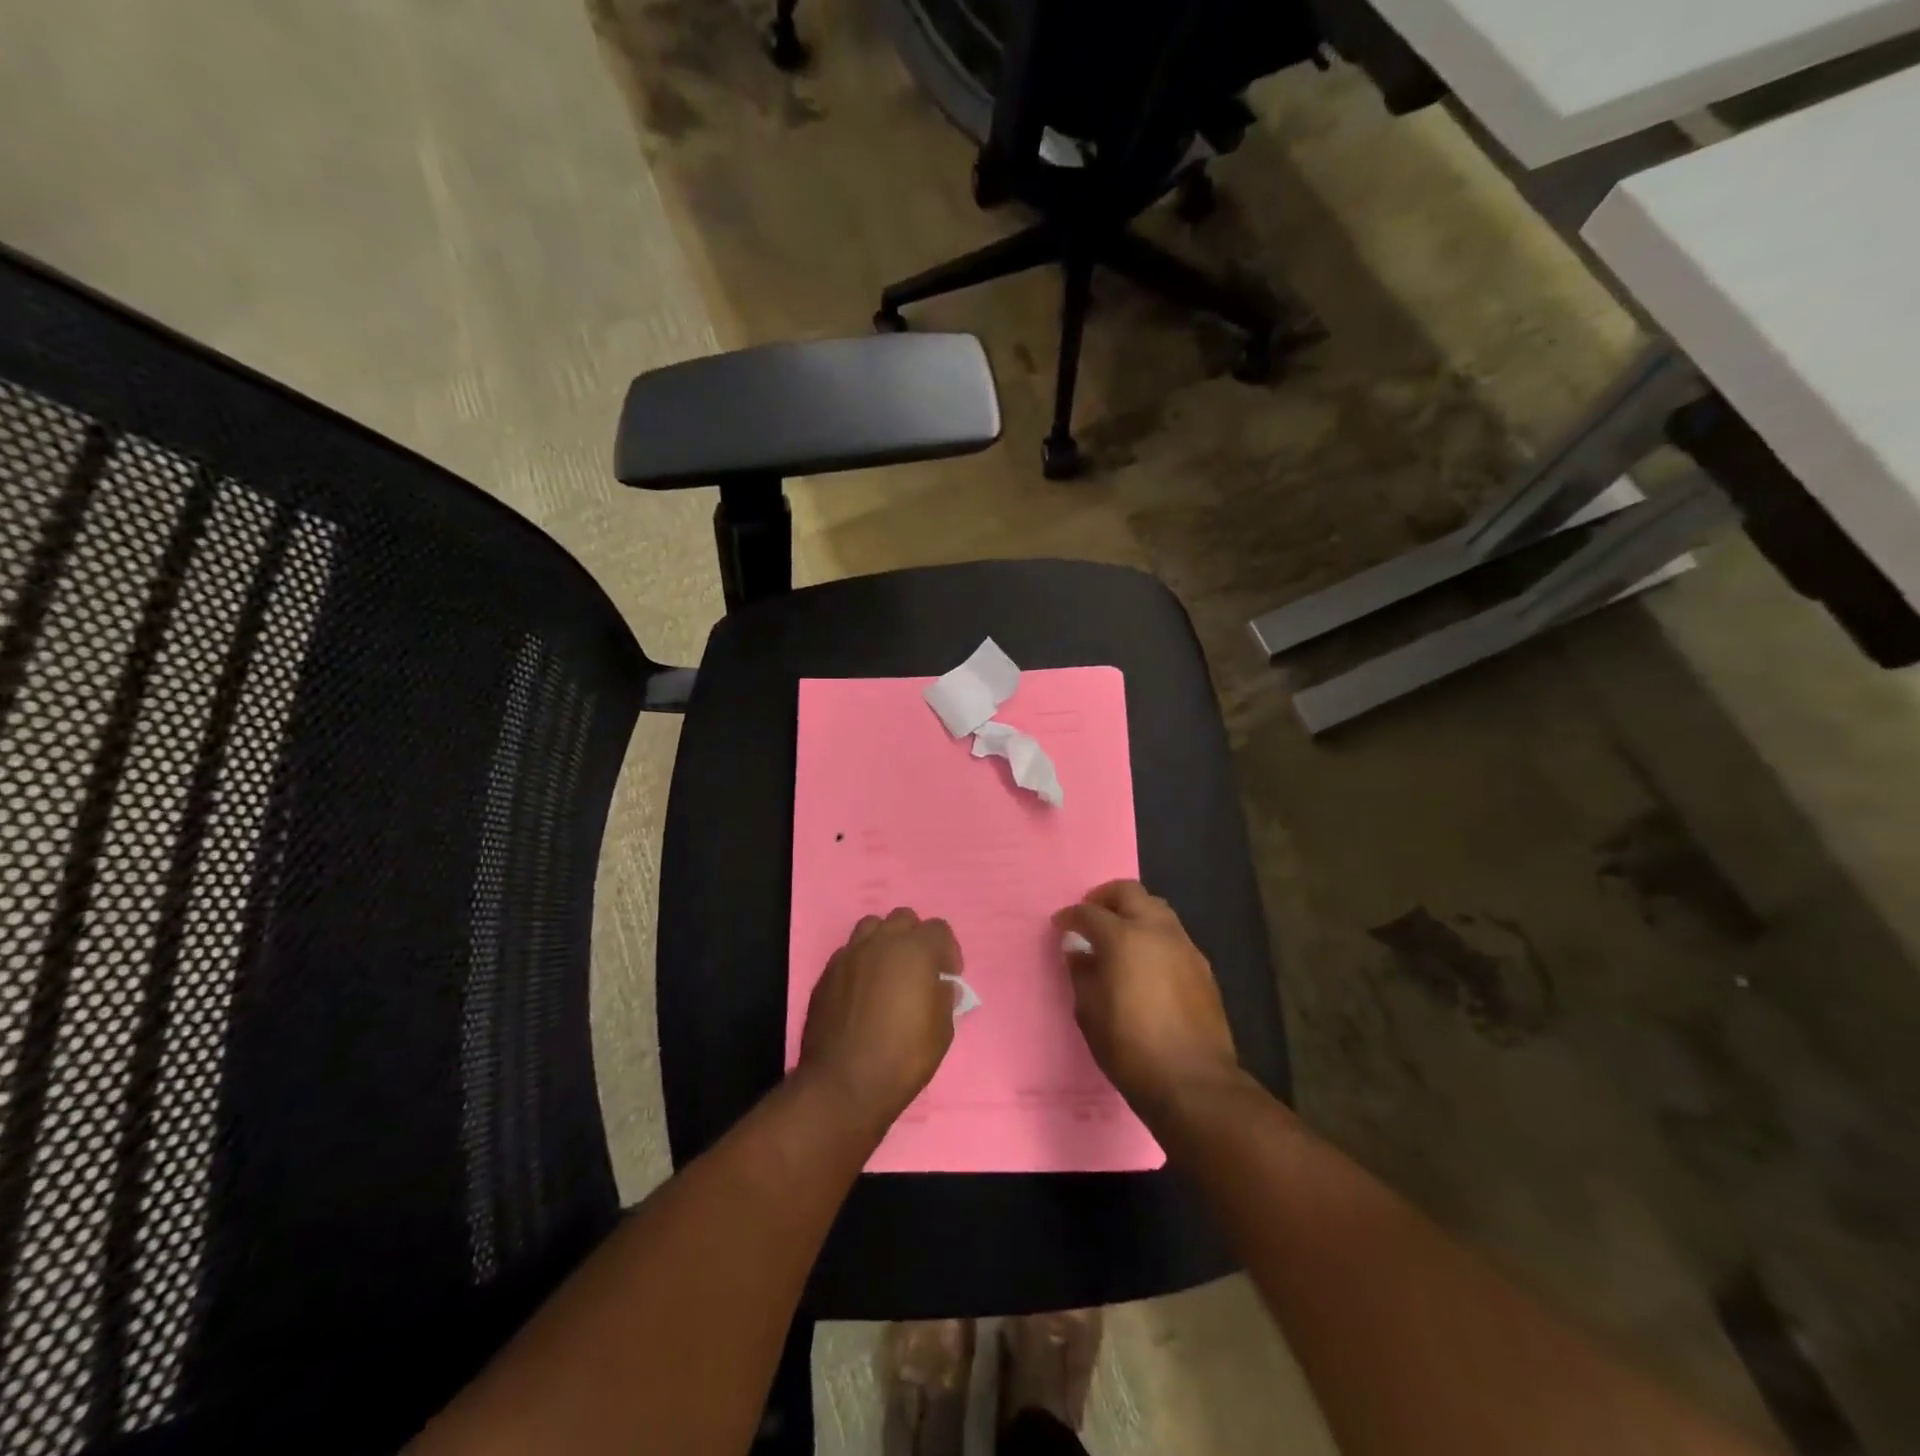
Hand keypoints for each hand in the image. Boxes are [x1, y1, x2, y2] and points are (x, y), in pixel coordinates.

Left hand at [799, 908, 959, 1132]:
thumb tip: (942, 985)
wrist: (843, 1084)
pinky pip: (849, 953)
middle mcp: (880, 942)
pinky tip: (863, 992)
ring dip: (885, 942)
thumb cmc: (902, 1057)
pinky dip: (861, 963)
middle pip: (903, 919)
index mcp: (915, 950)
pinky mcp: (827, 974)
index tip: (948, 976)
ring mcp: (849, 955)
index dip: (948, 950)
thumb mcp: (942, 1031)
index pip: (938, 928)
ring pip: (871, 927)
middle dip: (915, 938)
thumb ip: (944, 998)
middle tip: (920, 969)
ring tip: (889, 972)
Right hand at [1053, 880, 1241, 1118]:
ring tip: (1119, 936)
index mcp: (1123, 938)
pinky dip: (1154, 936)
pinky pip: (1173, 935)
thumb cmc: (1130, 1048)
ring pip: (1157, 909)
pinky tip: (1145, 962)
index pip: (1090, 913)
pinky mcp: (1203, 967)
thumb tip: (1079, 952)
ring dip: (1134, 913)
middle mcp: (1157, 931)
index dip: (1071, 916)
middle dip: (1106, 898)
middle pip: (1130, 893)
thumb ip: (1082, 973)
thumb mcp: (1089, 1012)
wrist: (1193, 1082)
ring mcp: (1185, 947)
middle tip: (1091, 916)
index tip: (1061, 925)